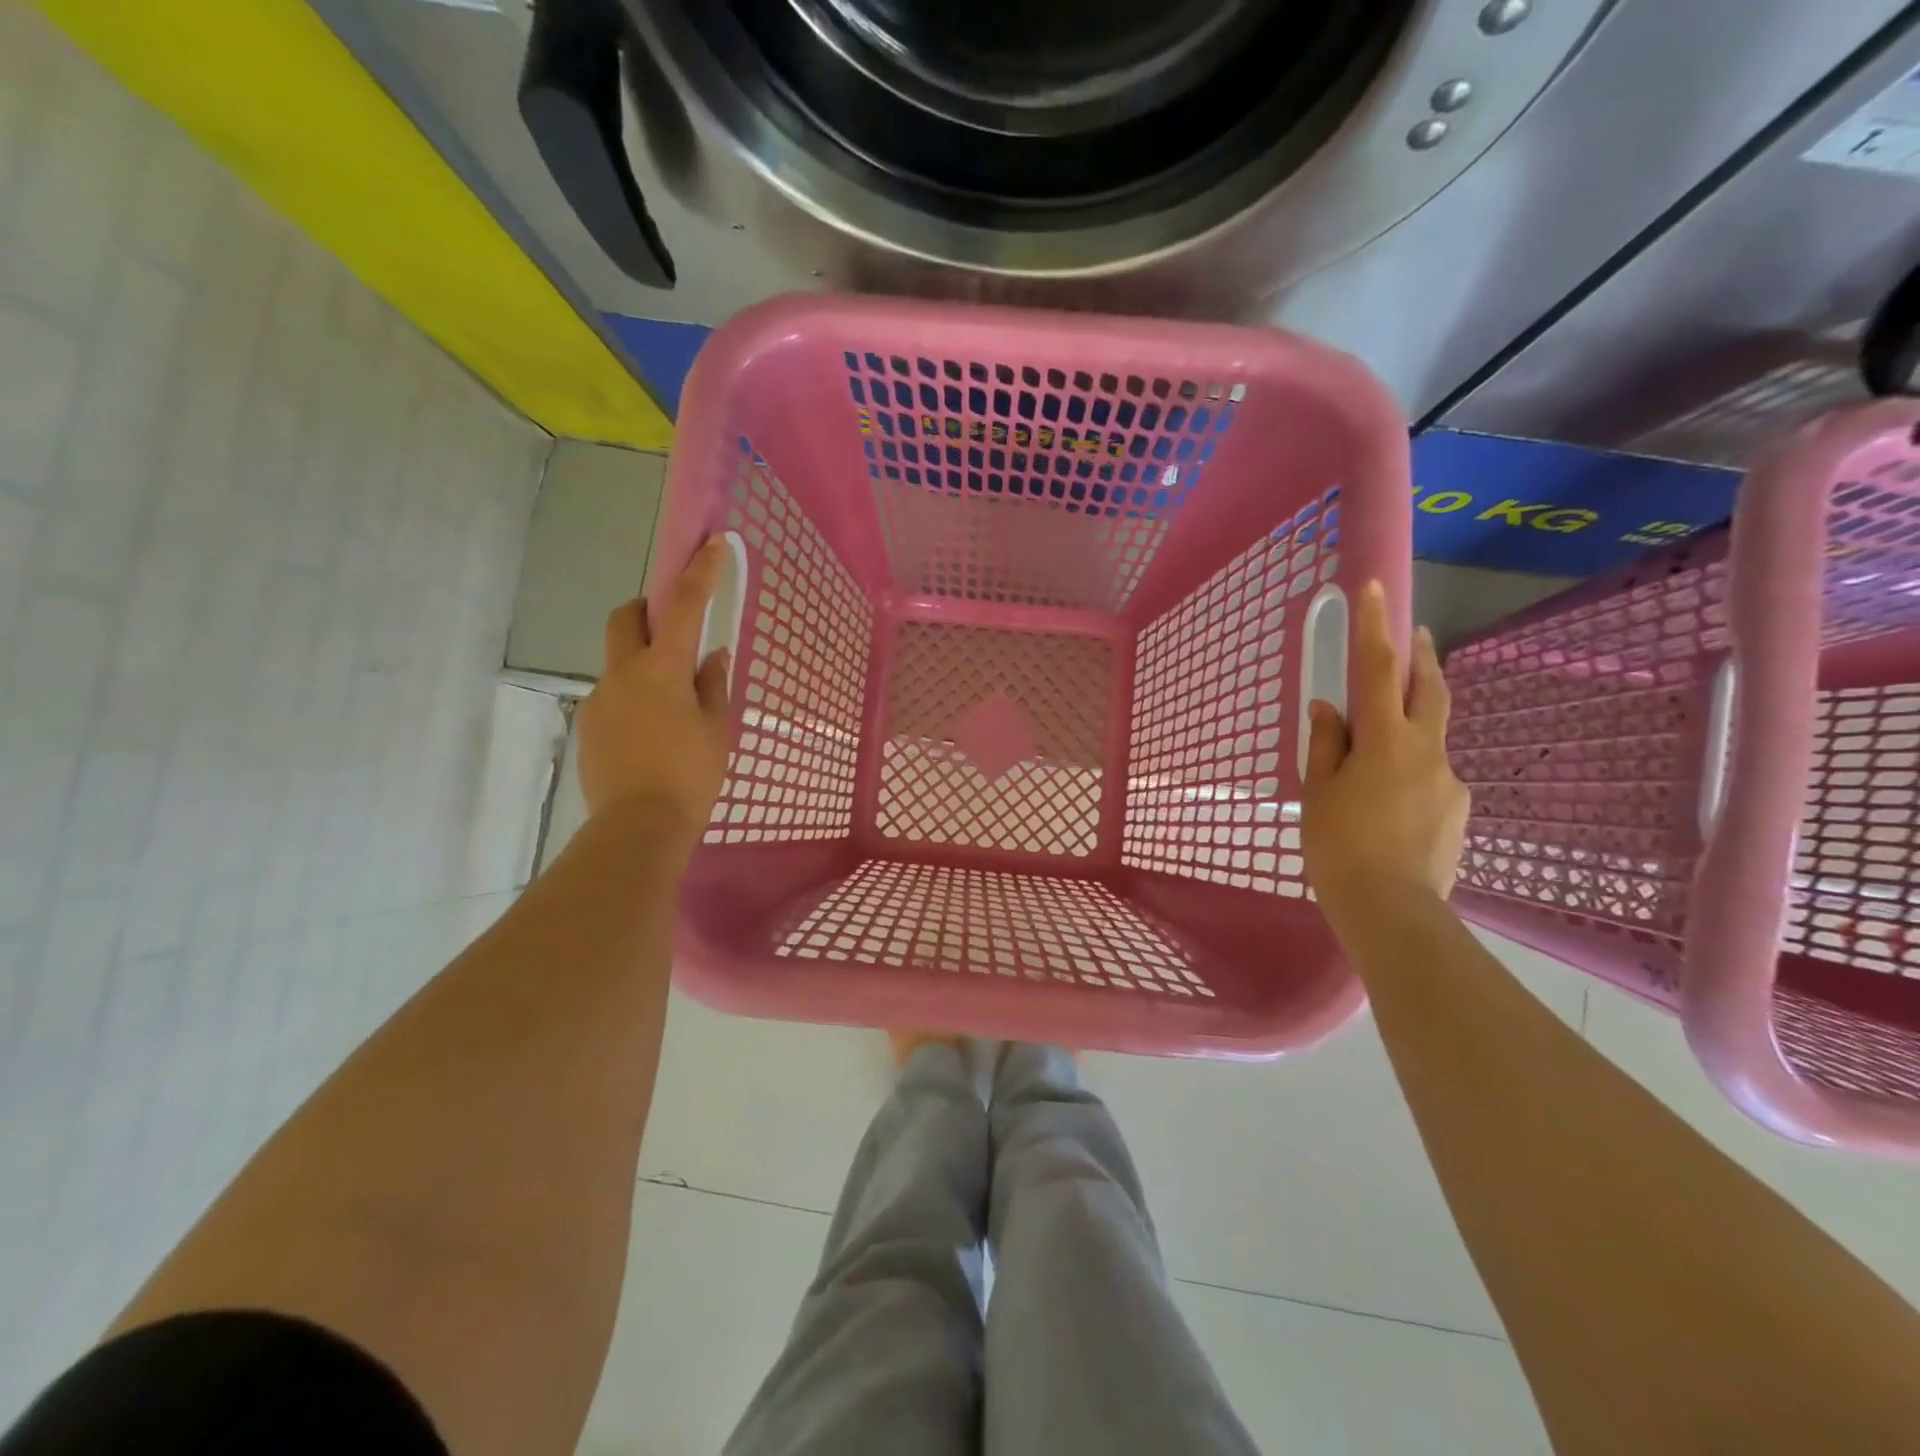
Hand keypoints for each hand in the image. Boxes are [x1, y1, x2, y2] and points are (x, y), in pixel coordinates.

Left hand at [575, 537, 733, 847]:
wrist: (638, 827)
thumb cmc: (690, 775)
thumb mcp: (716, 729)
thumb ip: (713, 685)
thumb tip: (713, 655)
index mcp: (662, 669)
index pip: (683, 606)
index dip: (700, 572)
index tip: (712, 545)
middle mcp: (622, 673)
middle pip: (625, 617)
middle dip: (646, 610)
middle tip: (672, 631)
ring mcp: (598, 699)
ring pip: (618, 662)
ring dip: (642, 666)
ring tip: (669, 710)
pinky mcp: (586, 726)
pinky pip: (611, 697)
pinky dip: (632, 700)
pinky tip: (650, 737)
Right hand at [1301, 580, 1468, 921]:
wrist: (1392, 910)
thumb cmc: (1339, 846)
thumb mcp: (1319, 791)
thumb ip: (1326, 744)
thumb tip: (1329, 708)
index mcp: (1384, 741)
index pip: (1376, 670)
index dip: (1376, 626)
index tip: (1377, 587)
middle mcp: (1426, 750)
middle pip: (1429, 690)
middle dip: (1421, 657)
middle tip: (1416, 634)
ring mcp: (1449, 780)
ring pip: (1429, 738)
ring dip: (1410, 726)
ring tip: (1378, 756)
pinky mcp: (1459, 810)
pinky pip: (1431, 778)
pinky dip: (1411, 774)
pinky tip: (1390, 807)